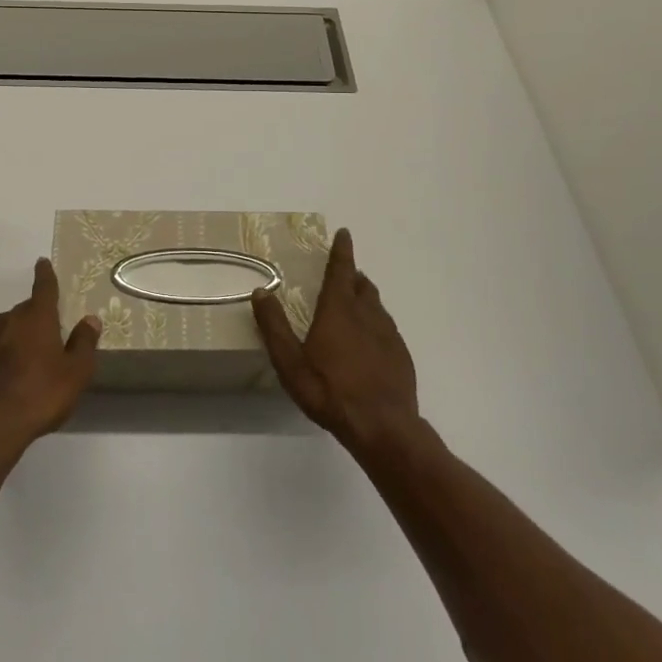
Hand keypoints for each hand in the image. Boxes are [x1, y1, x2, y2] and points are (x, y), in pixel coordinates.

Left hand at [0, 258, 100, 453]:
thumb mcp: (76, 371)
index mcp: (37, 317)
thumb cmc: (42, 392)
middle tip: (52, 329)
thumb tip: (90, 319)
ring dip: (23, 334)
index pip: (44, 288)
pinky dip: (9, 353)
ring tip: (36, 355)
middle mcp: (11, 321)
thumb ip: (84, 343)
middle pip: (27, 309)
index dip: (45, 275)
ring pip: (11, 328)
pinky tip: (17, 374)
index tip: (42, 262)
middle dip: (39, 314)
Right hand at [252, 228, 420, 453]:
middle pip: (361, 285)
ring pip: (376, 305)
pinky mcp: (401, 355)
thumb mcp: (290, 362)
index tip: (344, 233)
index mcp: (339, 310)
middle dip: (352, 275)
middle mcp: (366, 314)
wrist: (384, 427)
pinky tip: (370, 342)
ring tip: (354, 303)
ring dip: (365, 297)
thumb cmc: (330, 391)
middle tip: (343, 273)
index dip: (342, 250)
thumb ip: (274, 326)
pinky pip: (387, 328)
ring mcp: (388, 334)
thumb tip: (261, 291)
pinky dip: (376, 323)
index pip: (341, 269)